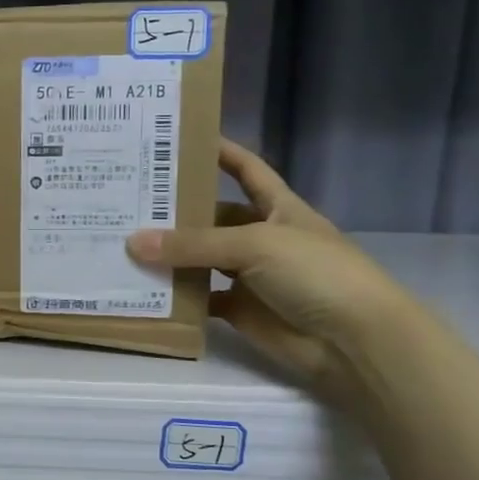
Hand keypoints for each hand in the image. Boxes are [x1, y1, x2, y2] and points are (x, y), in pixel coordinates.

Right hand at [126, 138, 414, 405]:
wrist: (354, 341)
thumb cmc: (316, 273)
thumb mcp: (255, 245)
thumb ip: (194, 245)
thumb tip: (132, 242)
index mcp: (278, 208)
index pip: (247, 170)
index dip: (222, 152)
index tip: (182, 139)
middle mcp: (262, 237)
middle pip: (214, 217)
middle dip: (177, 210)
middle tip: (128, 200)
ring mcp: (251, 276)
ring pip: (202, 259)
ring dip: (171, 254)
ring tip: (124, 242)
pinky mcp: (241, 310)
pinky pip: (201, 298)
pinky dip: (177, 296)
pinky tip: (144, 288)